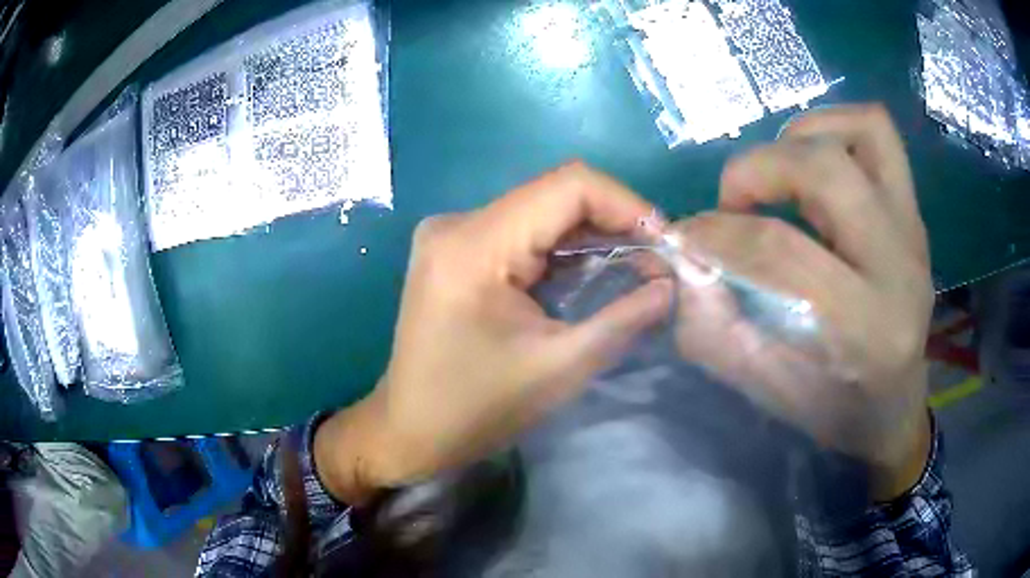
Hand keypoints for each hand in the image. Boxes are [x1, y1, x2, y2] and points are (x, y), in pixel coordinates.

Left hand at [315, 163, 672, 504]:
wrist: (409, 431)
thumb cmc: (476, 409)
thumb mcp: (560, 368)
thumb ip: (623, 319)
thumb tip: (671, 286)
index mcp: (474, 244)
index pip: (568, 186)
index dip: (627, 204)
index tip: (665, 243)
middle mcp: (457, 223)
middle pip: (555, 195)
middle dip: (615, 222)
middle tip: (658, 262)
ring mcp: (453, 234)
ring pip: (542, 212)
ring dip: (593, 236)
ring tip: (637, 268)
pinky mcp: (456, 251)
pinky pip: (523, 233)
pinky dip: (564, 249)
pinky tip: (595, 273)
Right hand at [671, 104, 933, 500]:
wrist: (894, 407)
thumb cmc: (833, 409)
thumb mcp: (764, 390)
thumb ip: (715, 329)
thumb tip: (679, 261)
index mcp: (865, 330)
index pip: (782, 253)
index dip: (717, 235)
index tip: (684, 238)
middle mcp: (899, 266)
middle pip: (826, 171)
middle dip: (757, 170)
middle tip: (733, 202)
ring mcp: (913, 229)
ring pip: (862, 131)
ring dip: (802, 135)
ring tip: (779, 173)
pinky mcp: (913, 211)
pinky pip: (878, 133)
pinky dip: (834, 128)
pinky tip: (812, 163)